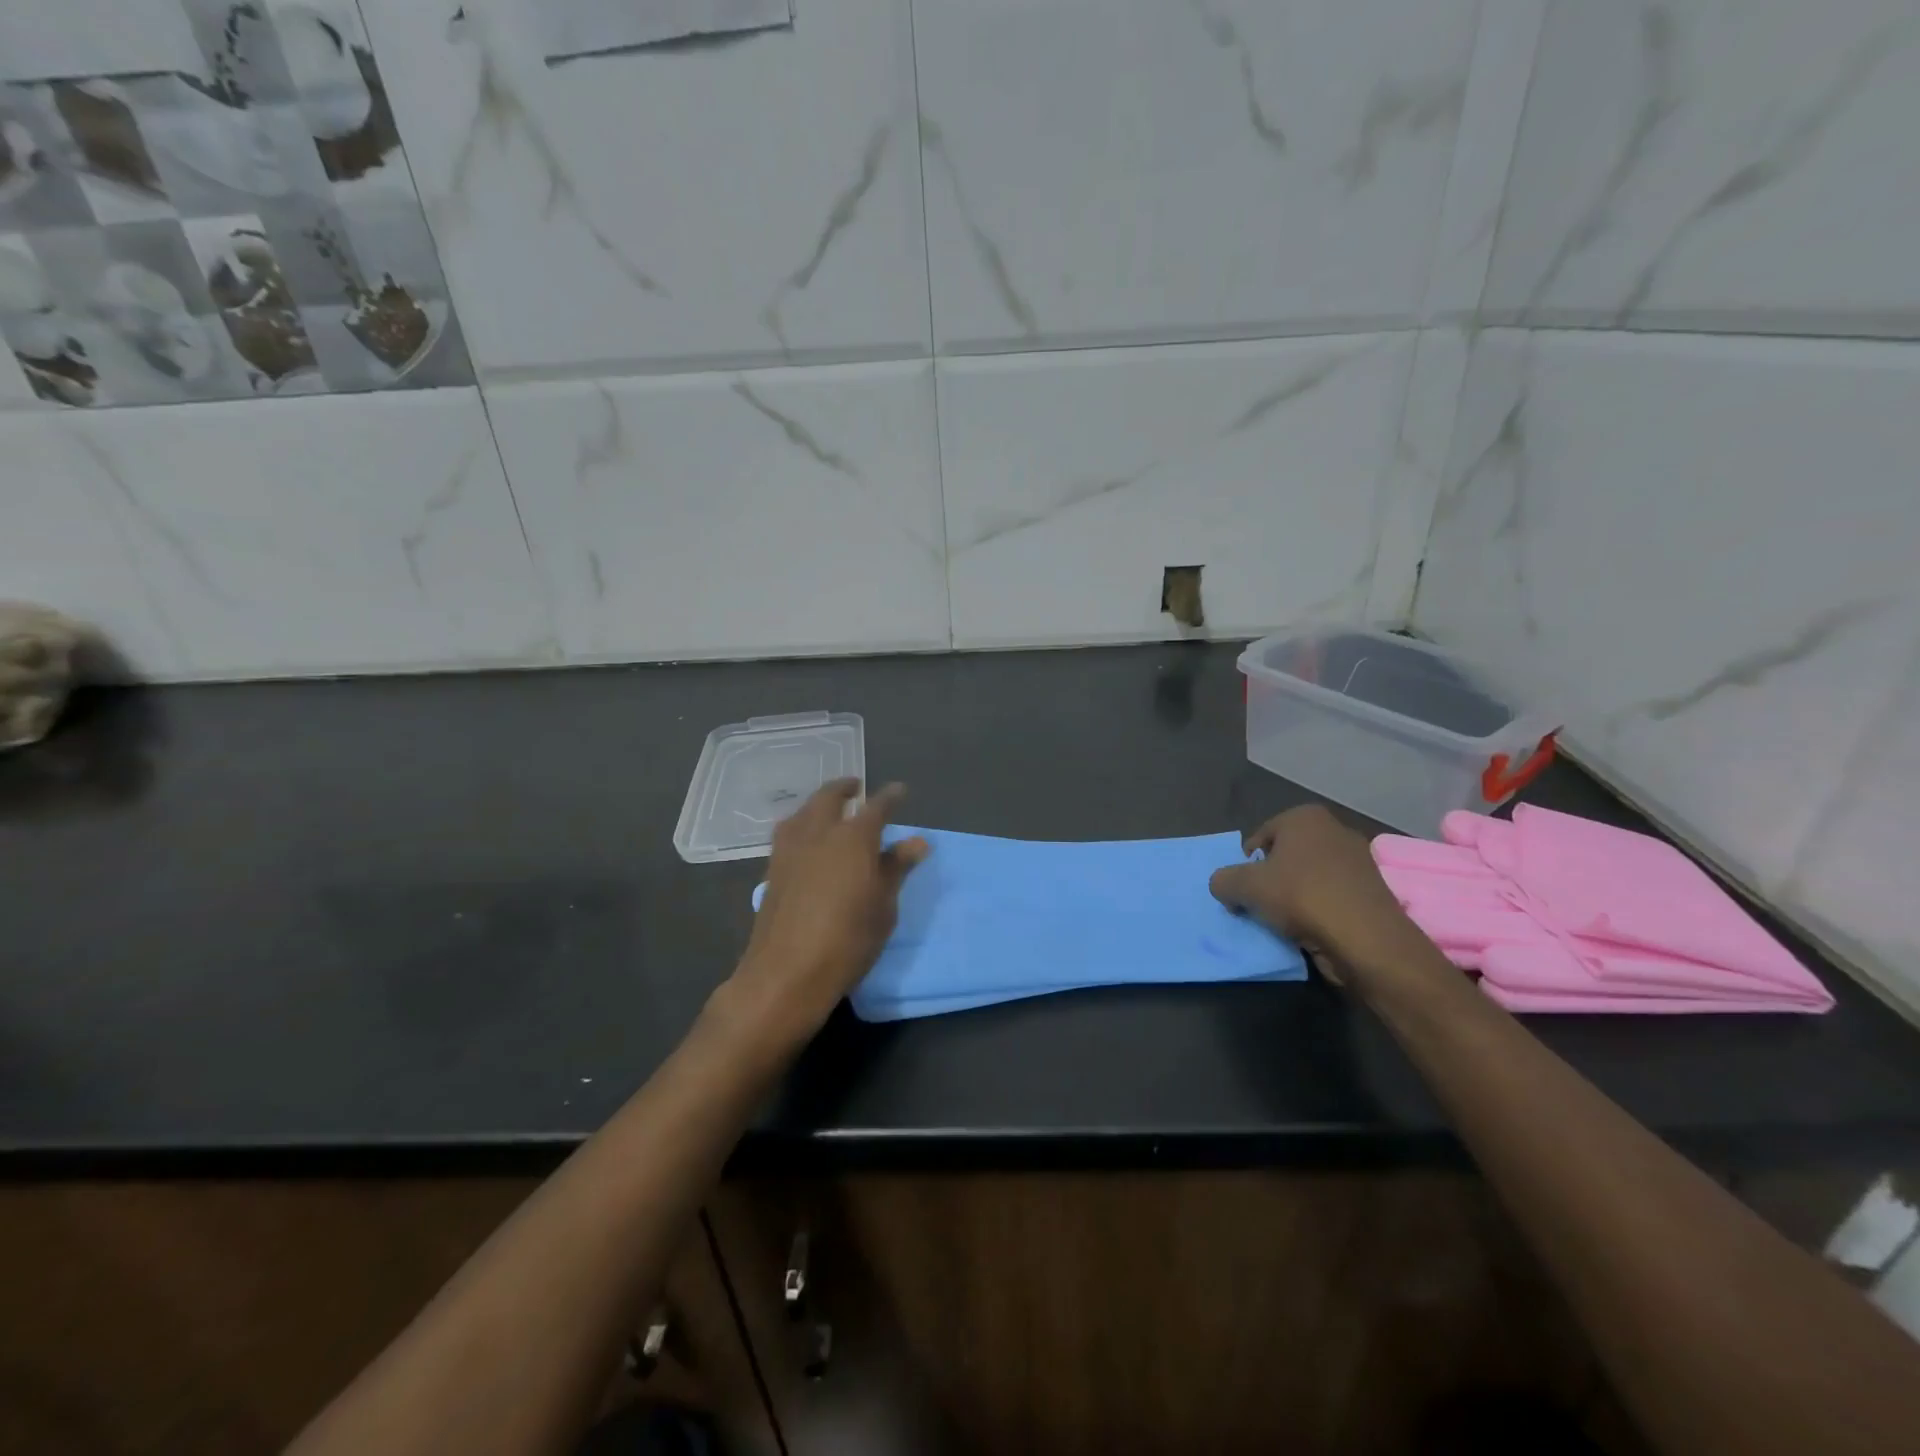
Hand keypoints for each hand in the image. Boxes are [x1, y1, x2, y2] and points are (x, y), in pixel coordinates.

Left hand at [720, 779, 929, 1049]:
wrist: (786, 974)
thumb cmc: (848, 941)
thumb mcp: (883, 907)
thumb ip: (896, 869)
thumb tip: (916, 842)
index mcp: (853, 838)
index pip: (877, 807)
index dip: (890, 797)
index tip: (900, 791)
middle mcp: (819, 832)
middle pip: (829, 797)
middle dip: (845, 788)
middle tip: (857, 787)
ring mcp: (790, 849)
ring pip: (804, 811)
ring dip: (819, 803)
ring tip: (830, 808)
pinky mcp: (772, 868)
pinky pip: (789, 831)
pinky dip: (802, 823)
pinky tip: (808, 838)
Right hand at [1208, 805, 1415, 983]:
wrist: (1366, 938)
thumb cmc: (1301, 896)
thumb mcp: (1243, 886)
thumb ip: (1223, 880)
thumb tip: (1224, 885)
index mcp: (1304, 817)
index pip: (1259, 839)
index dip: (1245, 866)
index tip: (1243, 892)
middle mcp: (1334, 829)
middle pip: (1284, 857)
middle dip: (1270, 880)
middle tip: (1260, 906)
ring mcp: (1357, 860)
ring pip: (1308, 878)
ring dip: (1293, 898)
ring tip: (1284, 922)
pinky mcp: (1371, 891)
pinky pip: (1330, 896)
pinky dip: (1318, 910)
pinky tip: (1310, 930)